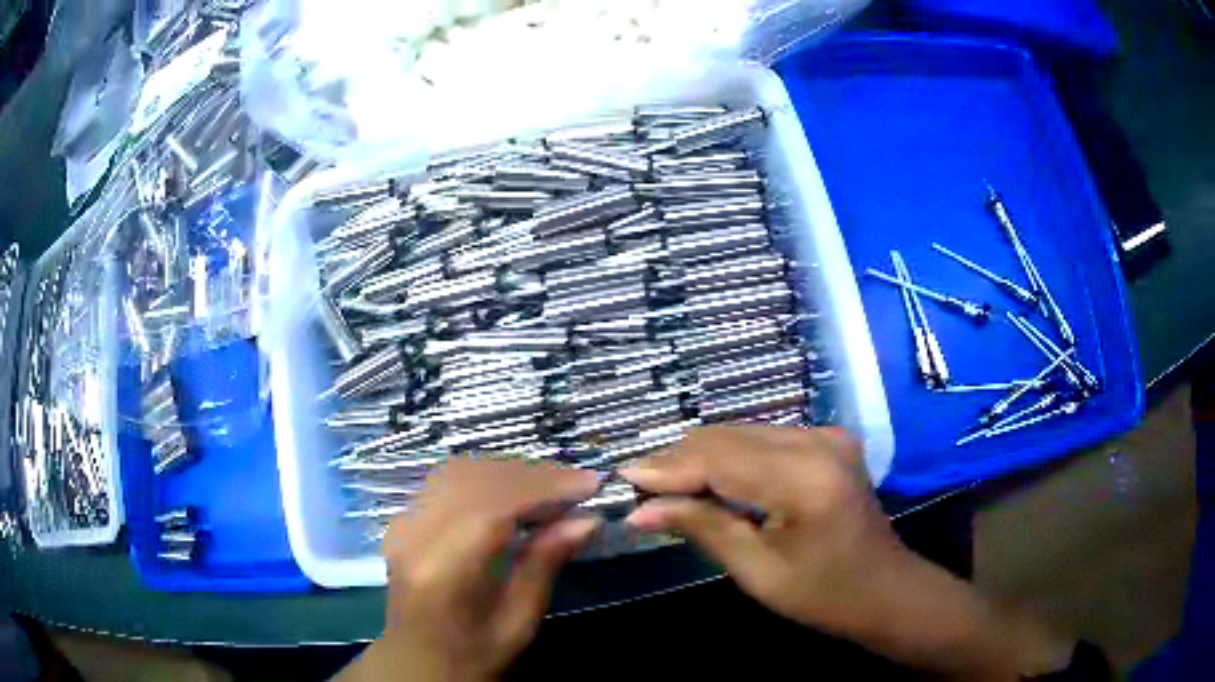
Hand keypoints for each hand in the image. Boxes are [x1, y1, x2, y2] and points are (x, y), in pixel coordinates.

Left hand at [341, 459, 600, 681]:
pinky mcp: (403, 520)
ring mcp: (402, 524)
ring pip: (458, 471)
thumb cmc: (473, 654)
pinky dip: (485, 477)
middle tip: (575, 484)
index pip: (493, 507)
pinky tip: (512, 491)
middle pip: (474, 479)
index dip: (544, 488)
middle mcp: (414, 536)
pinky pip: (446, 481)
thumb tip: (586, 520)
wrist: (419, 661)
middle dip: (531, 474)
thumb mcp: (519, 622)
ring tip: (550, 485)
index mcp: (443, 571)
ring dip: (508, 471)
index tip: (589, 484)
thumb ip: (545, 564)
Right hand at [620, 425, 906, 637]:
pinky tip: (707, 481)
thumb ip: (702, 528)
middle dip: (679, 460)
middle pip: (729, 438)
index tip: (623, 479)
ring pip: (743, 434)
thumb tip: (641, 510)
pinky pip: (764, 440)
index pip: (720, 460)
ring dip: (701, 457)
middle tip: (639, 487)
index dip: (668, 468)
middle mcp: (818, 441)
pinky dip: (730, 458)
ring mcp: (827, 436)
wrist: (885, 589)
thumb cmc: (824, 595)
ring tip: (663, 485)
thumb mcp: (758, 571)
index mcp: (805, 478)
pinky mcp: (828, 440)